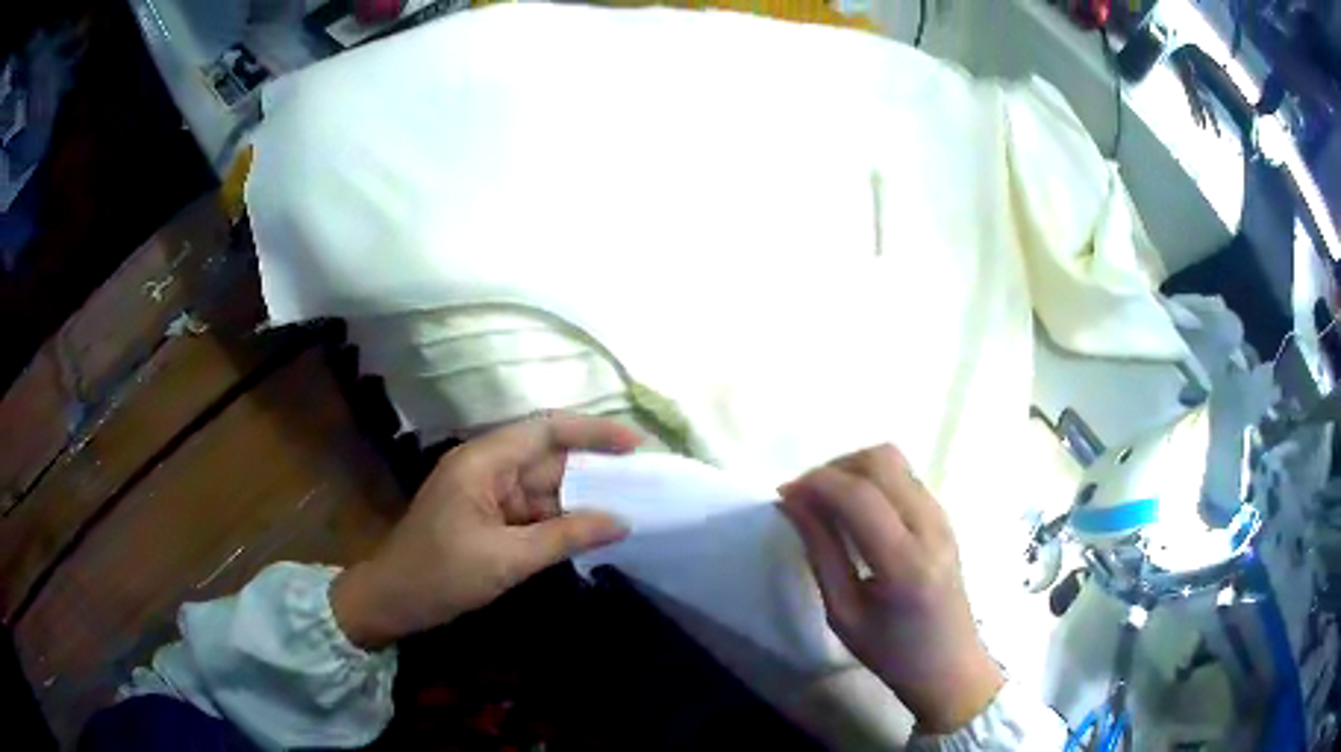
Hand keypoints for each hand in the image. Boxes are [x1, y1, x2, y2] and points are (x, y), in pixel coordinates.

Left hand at [331, 413, 642, 649]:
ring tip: (632, 506)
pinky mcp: (488, 518)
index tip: (637, 444)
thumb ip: (566, 536)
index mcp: (483, 461)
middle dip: (595, 469)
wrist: (392, 601)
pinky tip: (593, 530)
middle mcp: (487, 468)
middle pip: (549, 458)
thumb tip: (622, 522)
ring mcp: (487, 494)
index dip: (593, 431)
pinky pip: (533, 511)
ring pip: (544, 487)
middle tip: (646, 482)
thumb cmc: (440, 574)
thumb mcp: (506, 558)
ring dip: (582, 499)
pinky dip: (562, 520)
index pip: (546, 430)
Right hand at [778, 445, 1002, 733]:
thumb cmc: (892, 652)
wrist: (950, 664)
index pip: (858, 495)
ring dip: (853, 469)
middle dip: (834, 468)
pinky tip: (856, 510)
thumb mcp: (843, 613)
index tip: (784, 495)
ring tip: (827, 501)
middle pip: (880, 460)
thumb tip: (792, 503)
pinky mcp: (945, 515)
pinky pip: (904, 476)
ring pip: (894, 460)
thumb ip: (820, 552)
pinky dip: (872, 479)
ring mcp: (942, 516)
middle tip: (806, 496)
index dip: (816, 483)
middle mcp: (930, 527)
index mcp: (904, 562)